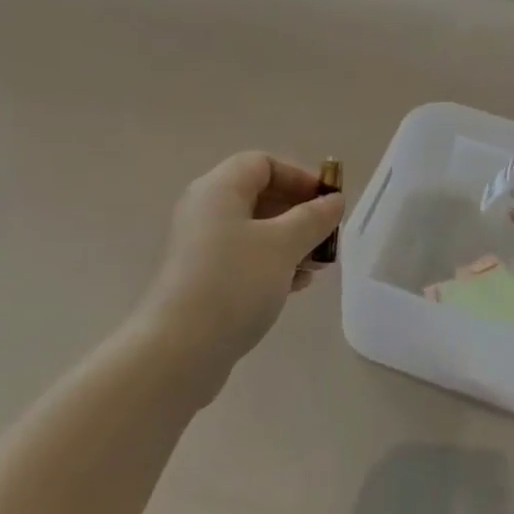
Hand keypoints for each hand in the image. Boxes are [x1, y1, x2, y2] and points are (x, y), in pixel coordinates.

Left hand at [139, 152, 344, 368]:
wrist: (180, 350)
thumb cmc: (234, 283)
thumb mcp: (283, 245)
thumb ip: (313, 218)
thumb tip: (334, 201)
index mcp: (218, 190)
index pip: (263, 164)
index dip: (300, 177)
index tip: (329, 203)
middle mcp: (205, 211)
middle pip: (260, 196)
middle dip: (300, 214)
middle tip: (328, 238)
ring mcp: (201, 247)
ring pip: (255, 231)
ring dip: (292, 243)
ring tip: (318, 267)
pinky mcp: (203, 279)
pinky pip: (245, 259)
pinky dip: (274, 265)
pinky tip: (296, 285)